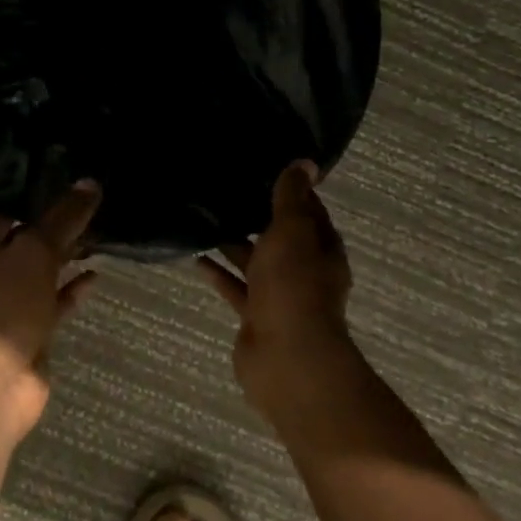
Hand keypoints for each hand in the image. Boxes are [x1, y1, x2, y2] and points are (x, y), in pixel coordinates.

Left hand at [0, 182, 101, 441]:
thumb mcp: (34, 252)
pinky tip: (96, 276)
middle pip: (26, 239)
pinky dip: (72, 289)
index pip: (6, 209)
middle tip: (94, 203)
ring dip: (67, 256)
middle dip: (57, 225)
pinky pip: (53, 302)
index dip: (34, 194)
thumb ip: (63, 218)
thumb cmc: (2, 305)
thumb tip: (89, 182)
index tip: (70, 177)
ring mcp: (9, 303)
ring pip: (42, 271)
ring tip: (100, 234)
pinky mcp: (30, 331)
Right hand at [196, 161, 356, 416]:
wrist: (286, 357)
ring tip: (207, 221)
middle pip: (282, 240)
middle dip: (259, 219)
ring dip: (236, 246)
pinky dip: (220, 275)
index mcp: (322, 250)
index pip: (311, 214)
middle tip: (228, 192)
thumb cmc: (294, 286)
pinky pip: (237, 289)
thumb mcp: (292, 231)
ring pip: (257, 264)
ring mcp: (280, 297)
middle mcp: (305, 272)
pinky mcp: (256, 317)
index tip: (267, 172)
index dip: (293, 193)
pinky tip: (197, 260)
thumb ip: (292, 198)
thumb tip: (306, 162)